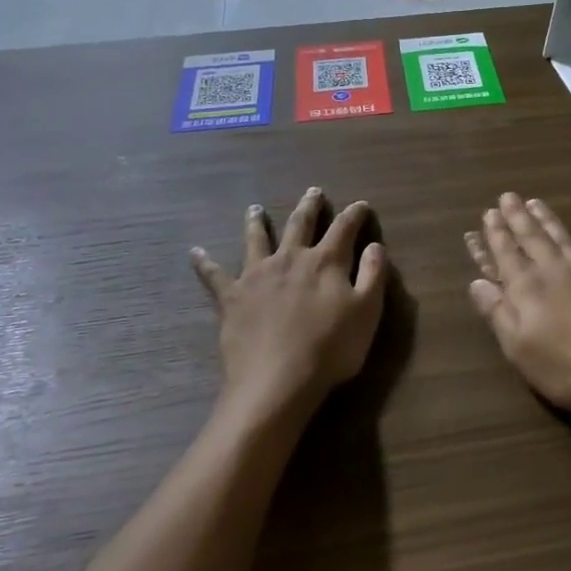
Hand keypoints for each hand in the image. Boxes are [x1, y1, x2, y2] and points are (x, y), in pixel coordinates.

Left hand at [192, 189, 387, 411]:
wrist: (278, 379)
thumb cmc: (331, 348)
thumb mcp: (367, 312)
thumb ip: (373, 275)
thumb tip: (374, 246)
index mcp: (326, 262)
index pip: (344, 230)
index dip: (354, 215)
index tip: (360, 205)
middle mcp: (290, 259)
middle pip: (300, 225)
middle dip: (309, 207)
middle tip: (313, 191)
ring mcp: (257, 276)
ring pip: (256, 240)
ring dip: (256, 222)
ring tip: (254, 209)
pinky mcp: (231, 297)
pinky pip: (214, 275)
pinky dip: (204, 263)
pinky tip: (195, 252)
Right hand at [465, 194, 570, 412]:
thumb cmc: (565, 366)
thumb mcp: (519, 348)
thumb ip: (497, 312)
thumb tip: (476, 282)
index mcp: (527, 288)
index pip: (506, 254)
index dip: (495, 235)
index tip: (488, 214)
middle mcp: (555, 270)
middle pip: (532, 238)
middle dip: (517, 217)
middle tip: (507, 196)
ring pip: (562, 238)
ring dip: (547, 220)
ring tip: (535, 202)